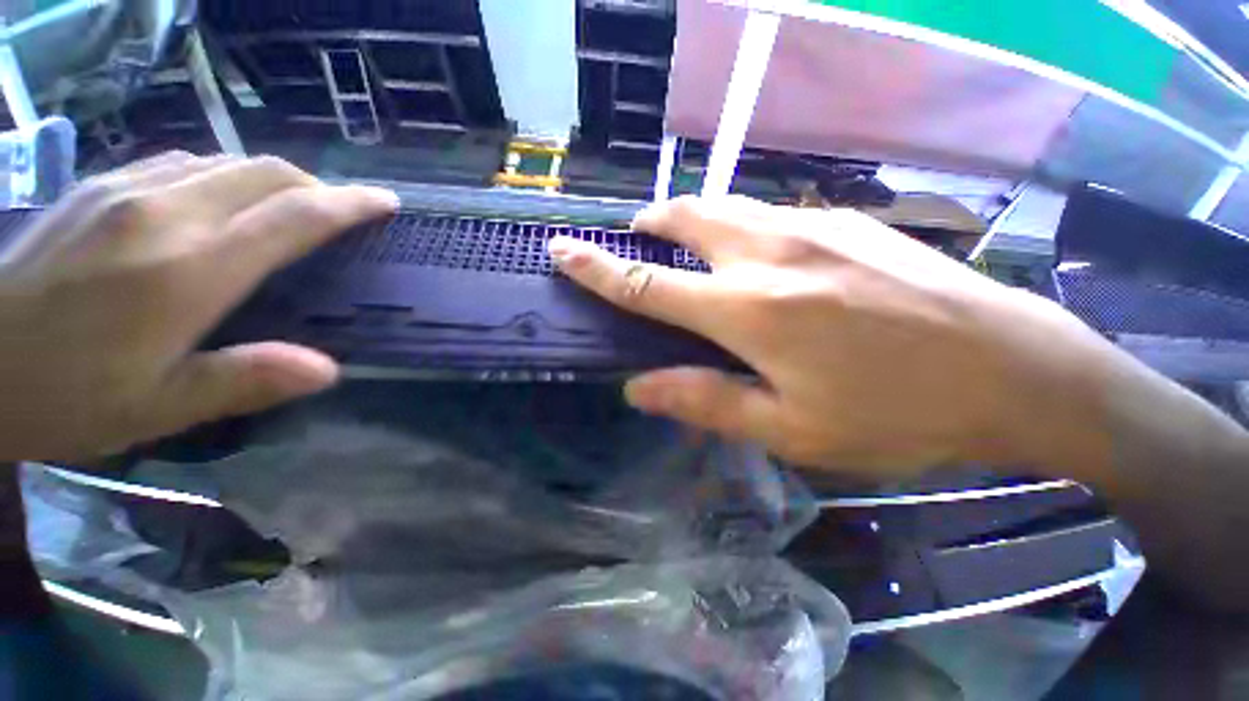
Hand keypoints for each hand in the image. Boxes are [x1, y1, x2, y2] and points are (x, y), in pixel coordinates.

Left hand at [0, 152, 397, 460]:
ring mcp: (125, 190)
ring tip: (286, 209)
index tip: (385, 202)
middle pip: (263, 172)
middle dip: (316, 186)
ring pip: (223, 160)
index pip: (293, 217)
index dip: (349, 204)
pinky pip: (181, 161)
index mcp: (186, 269)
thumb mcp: (156, 408)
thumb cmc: (62, 397)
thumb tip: (327, 370)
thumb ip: (243, 381)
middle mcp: (163, 212)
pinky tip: (218, 201)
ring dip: (269, 179)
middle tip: (340, 213)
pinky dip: (221, 174)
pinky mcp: (98, 185)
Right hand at [550, 195, 1117, 479]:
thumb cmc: (898, 413)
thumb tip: (639, 388)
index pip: (646, 285)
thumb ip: (705, 402)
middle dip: (650, 225)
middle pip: (685, 218)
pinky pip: (769, 211)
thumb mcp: (791, 429)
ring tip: (690, 248)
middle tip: (638, 242)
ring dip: (695, 221)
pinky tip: (756, 253)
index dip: (597, 269)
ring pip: (727, 206)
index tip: (563, 251)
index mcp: (749, 311)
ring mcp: (813, 226)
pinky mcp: (847, 221)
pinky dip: (740, 224)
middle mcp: (769, 254)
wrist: (1012, 368)